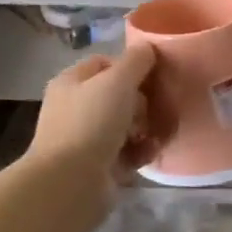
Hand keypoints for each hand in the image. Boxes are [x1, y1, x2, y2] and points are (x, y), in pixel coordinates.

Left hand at [29, 44, 158, 176]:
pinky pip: (125, 152)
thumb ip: (136, 60)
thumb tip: (148, 48)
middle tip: (158, 108)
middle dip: (142, 101)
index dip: (130, 67)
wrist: (70, 183)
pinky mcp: (96, 167)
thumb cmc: (92, 122)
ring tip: (160, 134)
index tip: (154, 76)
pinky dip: (140, 151)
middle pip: (117, 95)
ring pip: (124, 125)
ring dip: (146, 128)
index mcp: (71, 82)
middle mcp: (74, 108)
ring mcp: (84, 139)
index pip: (105, 63)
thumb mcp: (118, 81)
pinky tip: (152, 152)